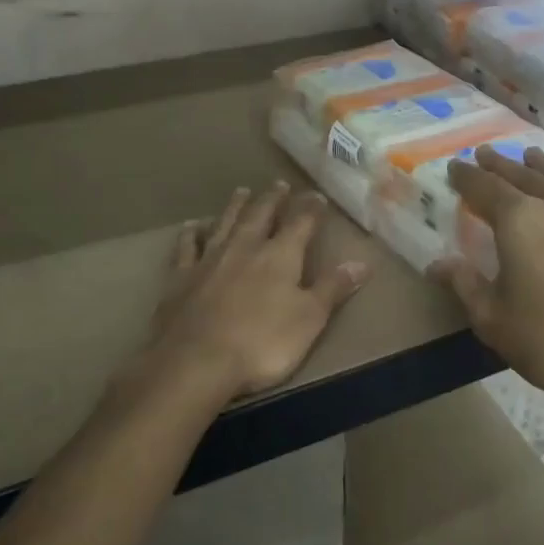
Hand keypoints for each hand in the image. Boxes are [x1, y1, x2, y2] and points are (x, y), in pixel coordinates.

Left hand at [145, 181, 367, 399]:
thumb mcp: (310, 318)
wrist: (196, 361)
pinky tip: (192, 225)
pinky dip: (191, 233)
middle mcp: (245, 247)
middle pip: (261, 215)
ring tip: (242, 191)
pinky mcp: (181, 277)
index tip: (317, 196)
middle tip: (279, 183)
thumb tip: (362, 262)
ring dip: (236, 206)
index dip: (311, 209)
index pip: (301, 223)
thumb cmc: (262, 342)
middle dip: (273, 199)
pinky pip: (187, 247)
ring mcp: (210, 259)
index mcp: (280, 256)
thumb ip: (333, 288)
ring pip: (225, 223)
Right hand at [431, 146, 543, 416]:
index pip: (483, 187)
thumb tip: (437, 264)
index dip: (466, 177)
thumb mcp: (492, 319)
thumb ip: (464, 284)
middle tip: (485, 154)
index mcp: (518, 221)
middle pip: (522, 175)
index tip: (454, 168)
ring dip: (541, 165)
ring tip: (529, 155)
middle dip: (499, 164)